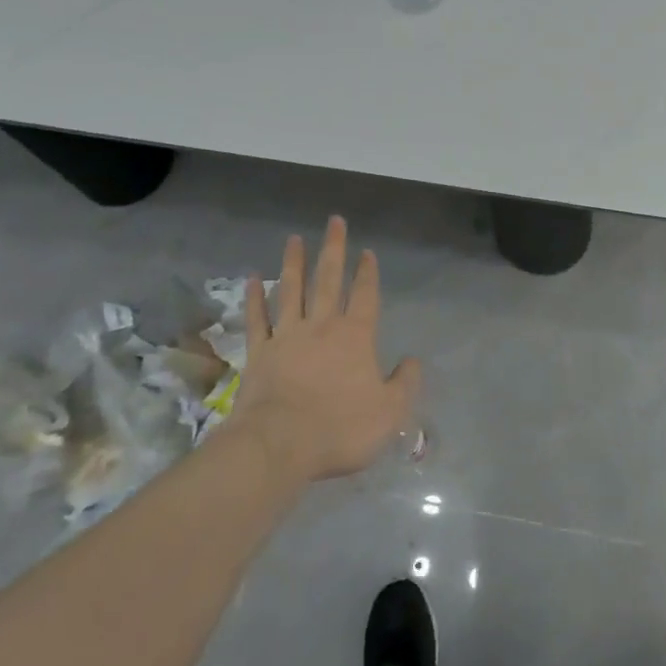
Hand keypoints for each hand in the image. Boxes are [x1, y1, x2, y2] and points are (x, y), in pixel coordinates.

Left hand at [228, 217, 421, 483]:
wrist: (279, 445)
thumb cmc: (339, 428)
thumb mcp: (390, 412)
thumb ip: (405, 383)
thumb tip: (414, 360)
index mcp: (356, 336)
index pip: (365, 294)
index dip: (367, 272)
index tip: (367, 251)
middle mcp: (322, 326)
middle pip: (328, 279)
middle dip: (333, 249)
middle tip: (334, 221)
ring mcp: (286, 336)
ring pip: (291, 290)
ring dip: (294, 263)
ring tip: (294, 238)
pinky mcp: (259, 353)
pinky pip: (257, 319)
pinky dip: (254, 298)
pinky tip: (252, 278)